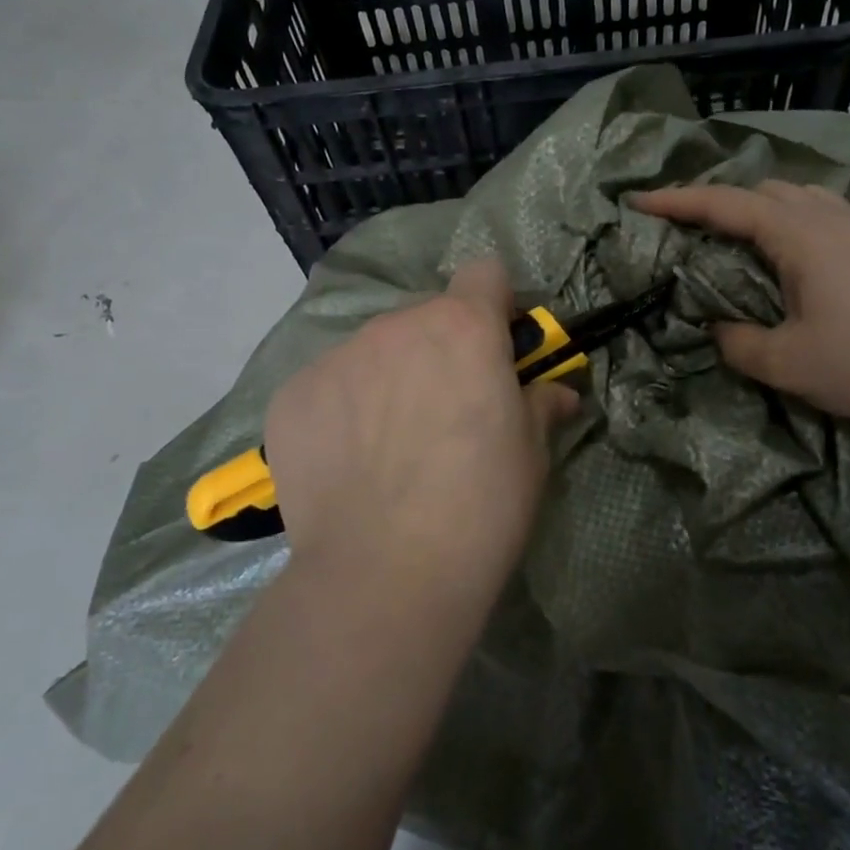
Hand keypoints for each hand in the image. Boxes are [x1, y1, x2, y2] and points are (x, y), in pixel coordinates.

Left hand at [263, 259, 579, 591]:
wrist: (386, 575)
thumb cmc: (482, 506)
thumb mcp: (531, 455)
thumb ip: (540, 405)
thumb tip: (557, 392)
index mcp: (464, 327)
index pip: (485, 274)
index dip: (497, 306)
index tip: (499, 349)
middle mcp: (397, 326)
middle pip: (427, 316)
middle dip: (442, 349)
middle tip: (447, 412)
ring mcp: (338, 358)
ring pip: (375, 350)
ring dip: (391, 377)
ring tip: (391, 446)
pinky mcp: (292, 396)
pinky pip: (330, 385)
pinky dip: (343, 410)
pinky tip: (350, 464)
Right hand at [634, 181, 849, 434]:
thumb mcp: (787, 363)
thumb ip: (739, 343)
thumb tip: (720, 330)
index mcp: (799, 235)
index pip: (725, 204)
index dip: (678, 201)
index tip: (640, 201)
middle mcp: (830, 218)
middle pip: (764, 190)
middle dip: (720, 202)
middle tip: (692, 230)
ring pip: (801, 197)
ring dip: (762, 209)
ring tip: (742, 240)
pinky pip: (827, 215)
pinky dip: (795, 222)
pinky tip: (799, 258)